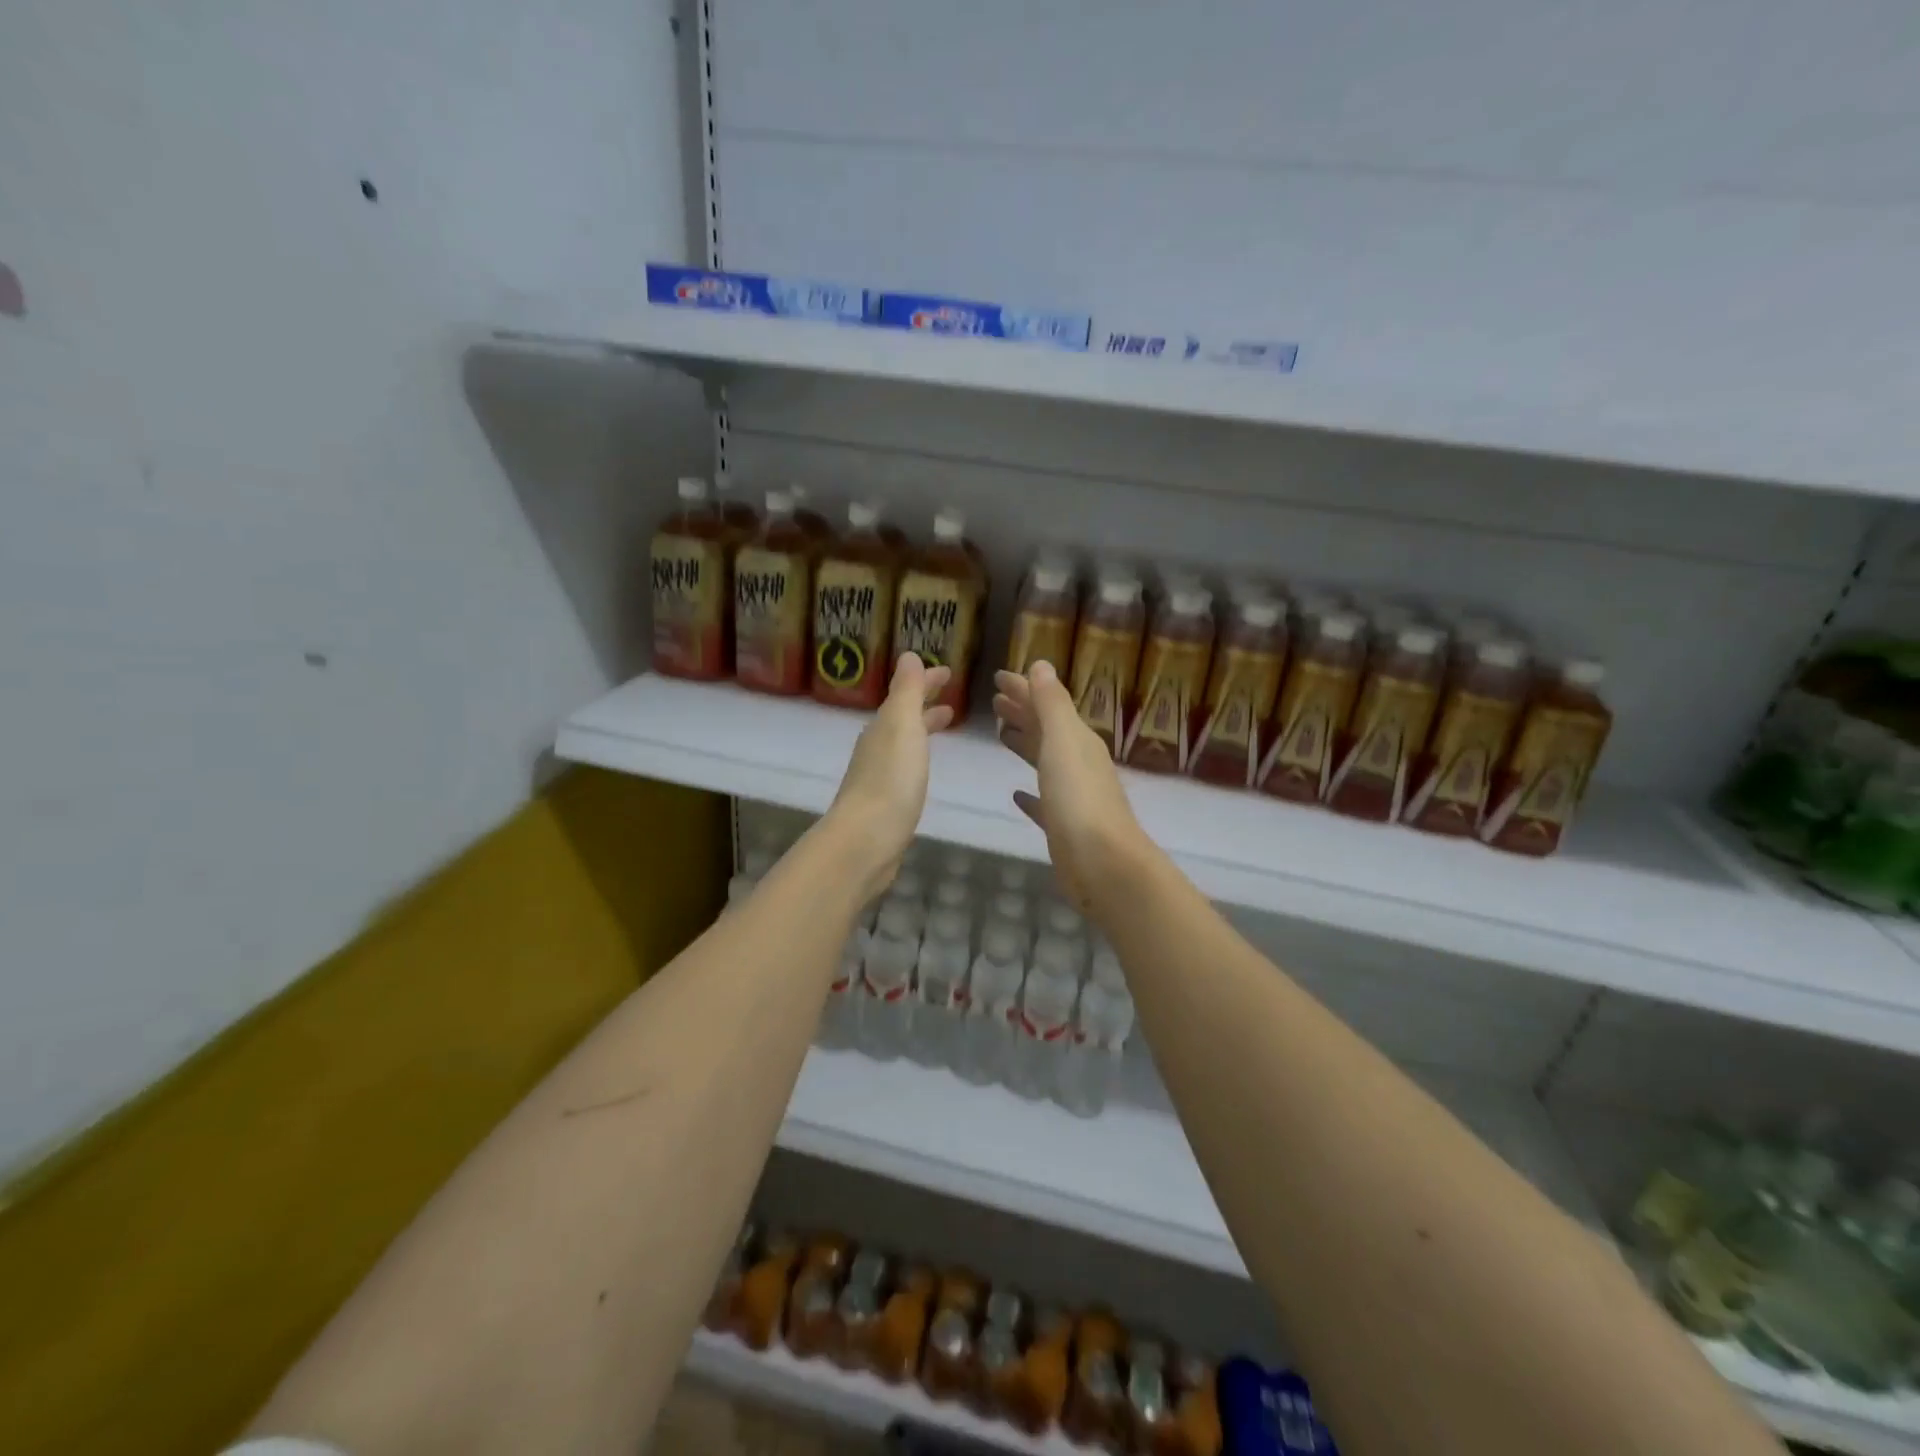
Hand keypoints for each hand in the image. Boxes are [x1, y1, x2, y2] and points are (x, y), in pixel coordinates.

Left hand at [827, 653, 953, 899]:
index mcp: (883, 727)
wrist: (866, 841)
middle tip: (952, 699)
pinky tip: (924, 769)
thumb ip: (906, 691)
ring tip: (945, 725)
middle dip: (925, 704)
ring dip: (923, 729)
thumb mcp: (902, 726)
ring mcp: (879, 776)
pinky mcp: (885, 803)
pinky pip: (905, 767)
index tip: (948, 673)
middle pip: (903, 717)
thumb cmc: (890, 780)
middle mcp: (877, 747)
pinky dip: (918, 756)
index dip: (926, 682)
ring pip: (904, 742)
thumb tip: (906, 654)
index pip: (906, 695)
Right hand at [992, 661, 1144, 912]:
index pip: (1046, 704)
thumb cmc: (1079, 798)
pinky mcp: (1063, 827)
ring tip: (1001, 735)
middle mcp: (1077, 763)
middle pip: (1046, 730)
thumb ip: (1052, 704)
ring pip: (1044, 762)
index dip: (1023, 689)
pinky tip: (1016, 794)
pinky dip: (1030, 795)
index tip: (997, 677)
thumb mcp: (1063, 741)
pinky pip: (1043, 803)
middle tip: (995, 701)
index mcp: (1077, 740)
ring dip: (1025, 745)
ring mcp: (1072, 796)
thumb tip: (1041, 665)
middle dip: (1022, 712)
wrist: (1103, 863)